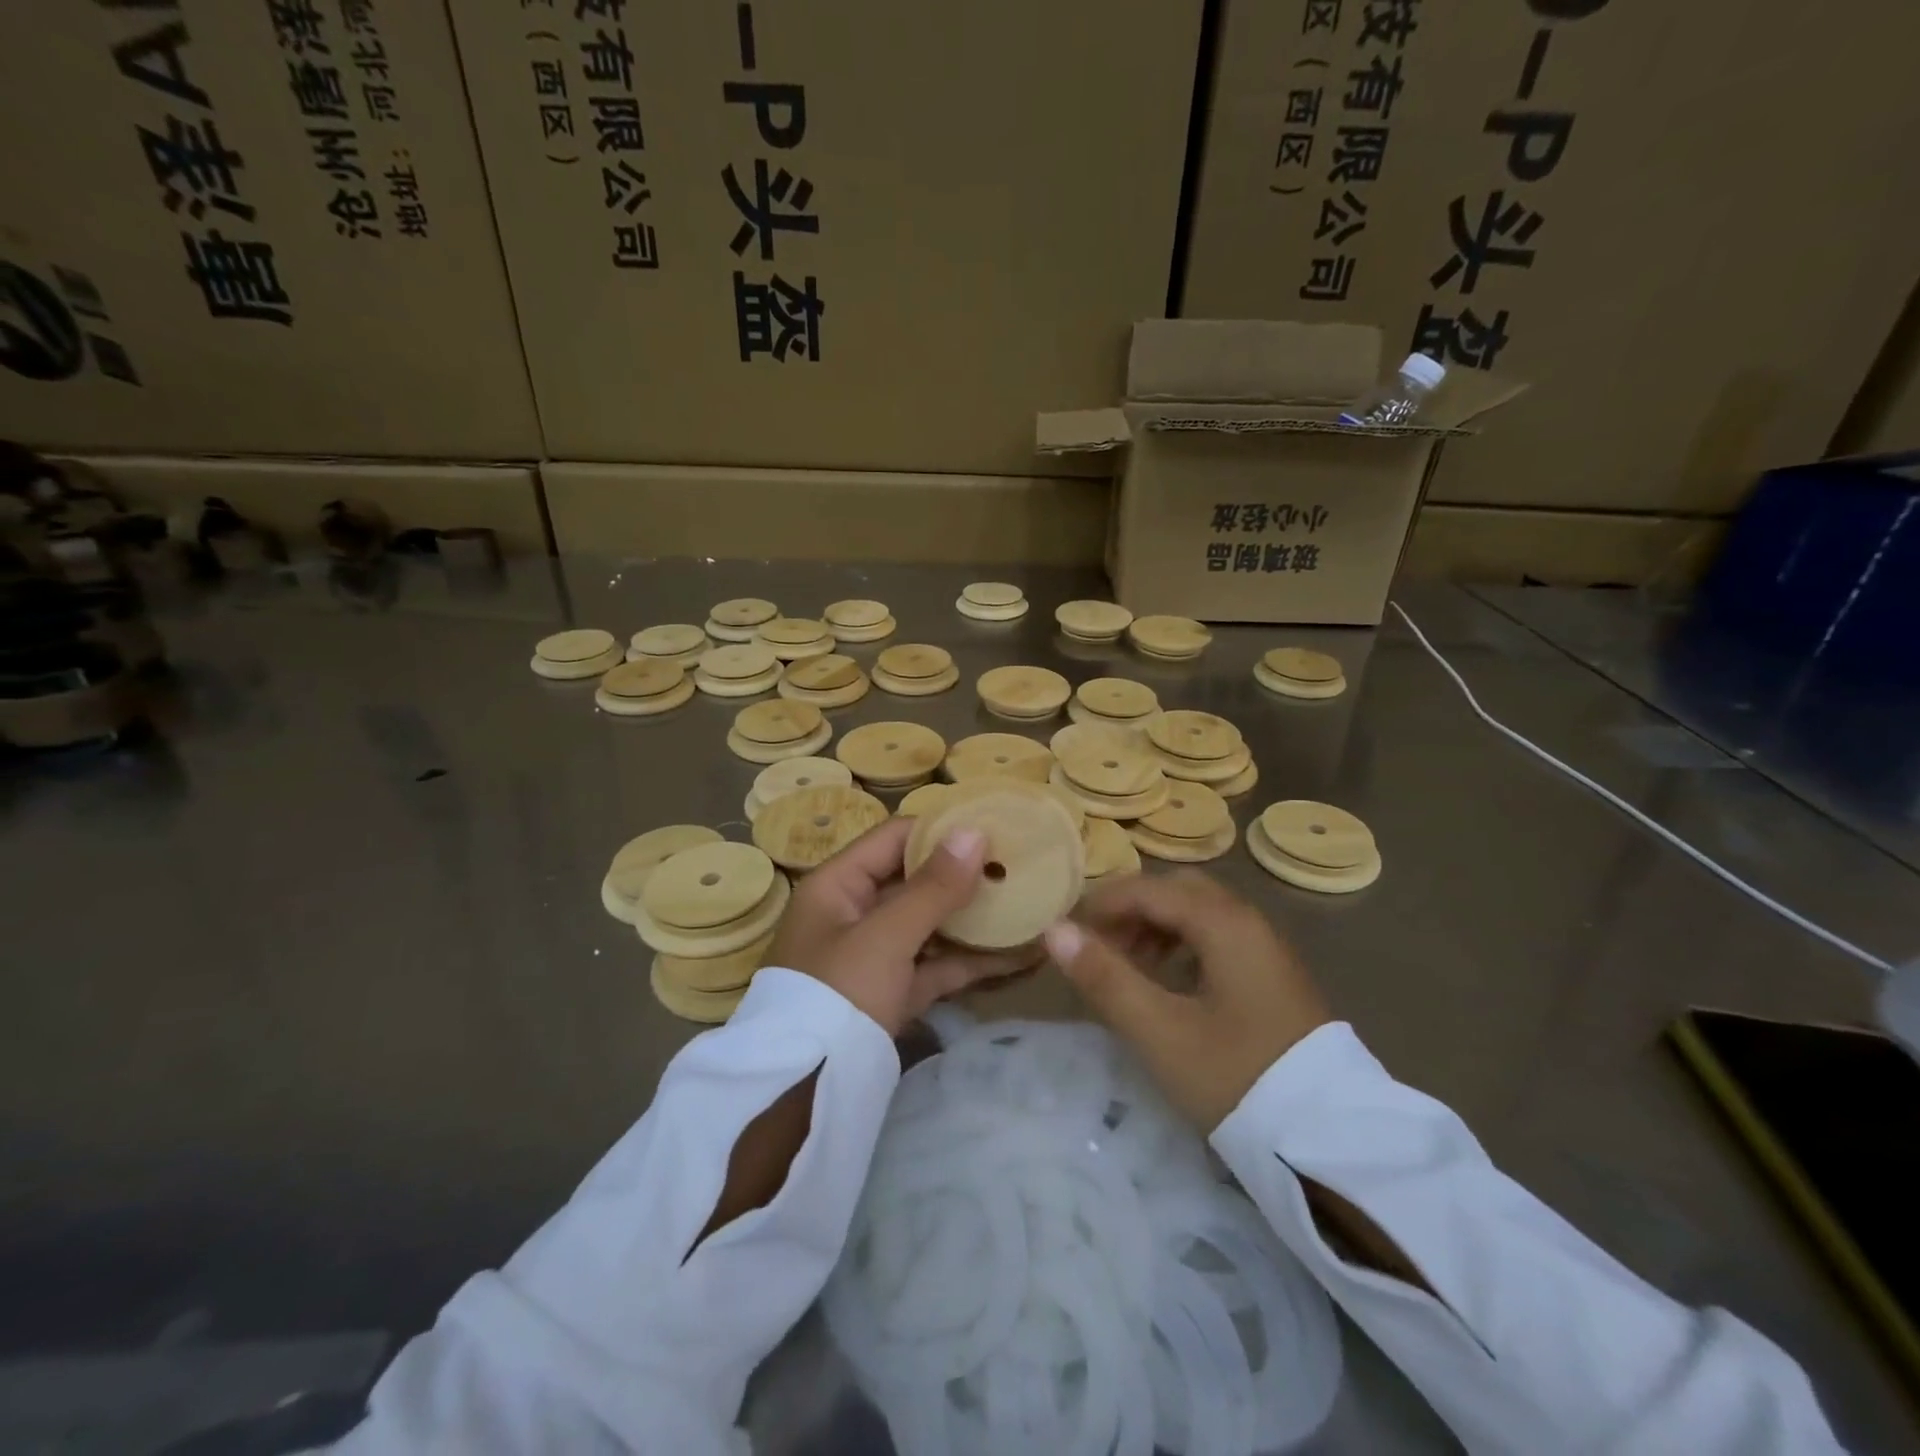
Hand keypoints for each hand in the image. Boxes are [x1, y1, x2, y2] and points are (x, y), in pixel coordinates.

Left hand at [768, 818, 1033, 1037]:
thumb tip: (975, 831)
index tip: (992, 824)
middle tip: (1020, 864)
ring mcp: (876, 955)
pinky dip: (973, 960)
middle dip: (965, 875)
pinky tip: (1020, 954)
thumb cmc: (838, 993)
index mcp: (837, 885)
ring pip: (931, 924)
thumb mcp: (885, 936)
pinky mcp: (895, 992)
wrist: (805, 1094)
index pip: (893, 839)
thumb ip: (933, 887)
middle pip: (915, 881)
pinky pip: (937, 964)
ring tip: (1029, 903)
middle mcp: (855, 913)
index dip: (940, 829)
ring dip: (975, 918)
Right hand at [1042, 871, 1331, 1130]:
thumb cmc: (1235, 1078)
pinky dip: (1185, 947)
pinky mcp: (1275, 978)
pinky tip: (1170, 984)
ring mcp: (1268, 950)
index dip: (1104, 903)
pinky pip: (1220, 940)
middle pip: (1179, 892)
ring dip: (1158, 928)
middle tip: (1100, 945)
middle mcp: (1249, 923)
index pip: (1151, 890)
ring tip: (1128, 967)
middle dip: (1133, 910)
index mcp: (1224, 923)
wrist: (1330, 1141)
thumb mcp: (1159, 1031)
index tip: (1069, 931)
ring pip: (1201, 915)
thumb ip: (1104, 977)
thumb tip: (1055, 930)